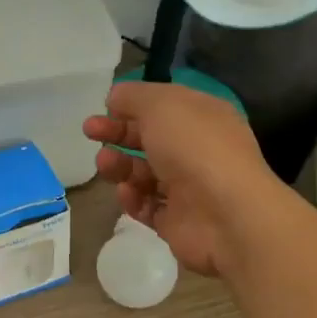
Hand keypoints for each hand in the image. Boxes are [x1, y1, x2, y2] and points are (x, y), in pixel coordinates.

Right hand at [82, 81, 285, 276]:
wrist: (226, 216)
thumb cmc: (194, 148)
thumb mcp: (161, 104)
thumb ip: (133, 96)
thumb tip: (116, 97)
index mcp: (202, 117)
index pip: (163, 106)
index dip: (132, 105)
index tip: (104, 107)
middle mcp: (197, 150)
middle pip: (149, 139)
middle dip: (118, 133)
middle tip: (90, 131)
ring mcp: (188, 187)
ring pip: (143, 173)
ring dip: (120, 166)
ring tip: (105, 165)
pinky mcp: (177, 221)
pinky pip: (146, 206)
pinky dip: (132, 199)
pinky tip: (127, 193)